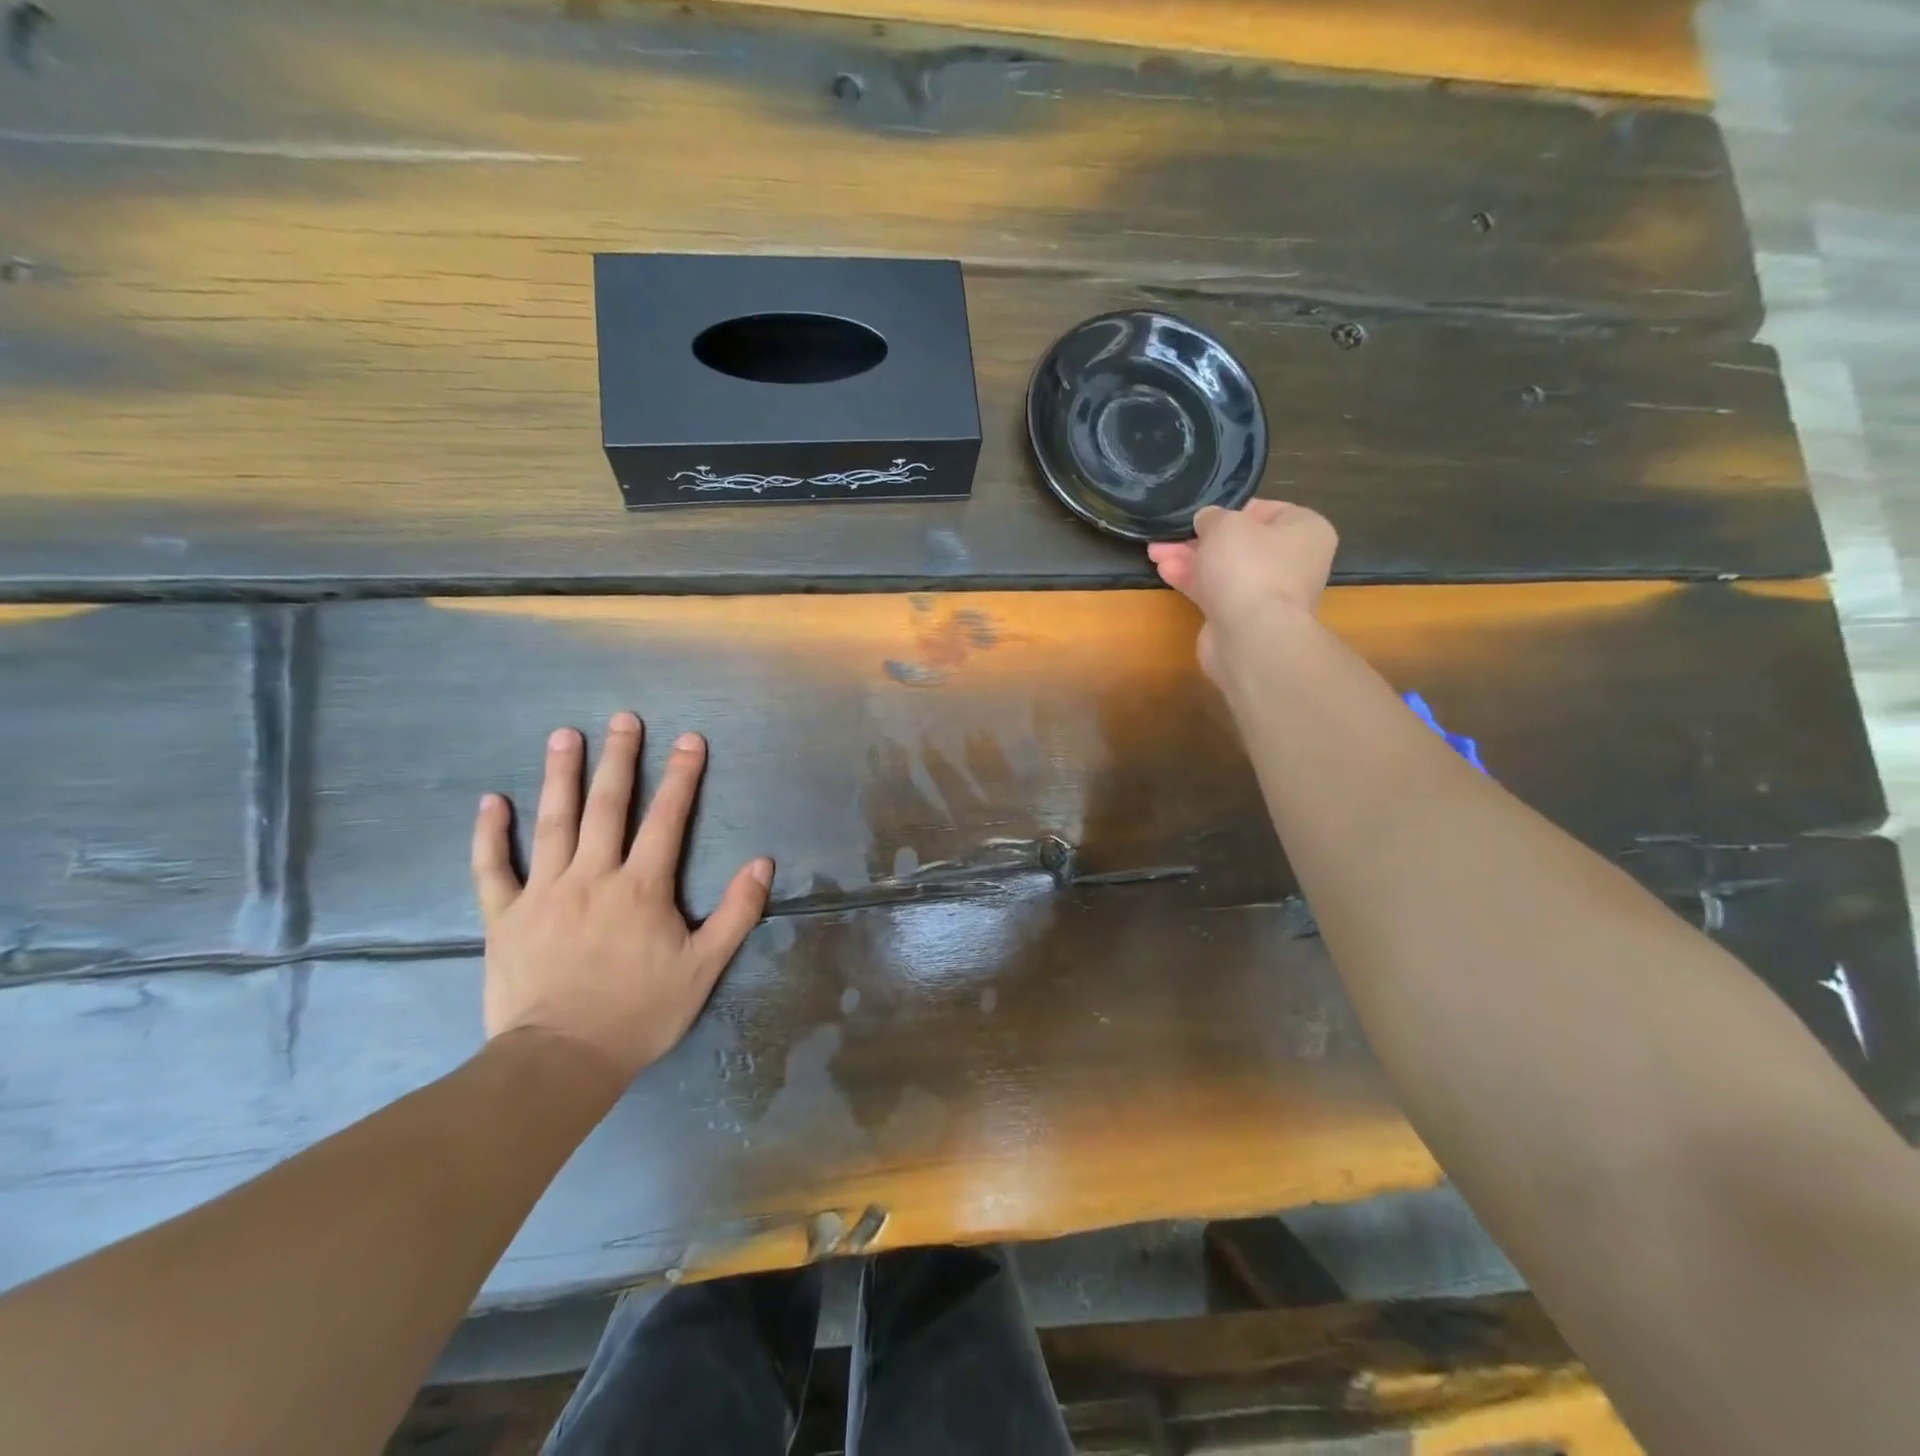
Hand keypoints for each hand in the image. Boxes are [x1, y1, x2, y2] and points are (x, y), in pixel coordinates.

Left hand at [471, 713, 772, 1086]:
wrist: (562, 1059)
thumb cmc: (639, 1012)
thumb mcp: (704, 967)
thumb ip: (736, 912)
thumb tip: (763, 863)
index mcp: (641, 887)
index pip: (667, 819)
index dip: (681, 776)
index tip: (689, 739)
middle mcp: (593, 876)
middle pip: (608, 806)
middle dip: (620, 759)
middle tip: (623, 718)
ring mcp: (544, 892)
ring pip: (553, 823)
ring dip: (560, 776)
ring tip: (564, 736)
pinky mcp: (505, 916)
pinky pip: (493, 868)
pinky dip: (490, 833)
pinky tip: (491, 800)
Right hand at [1147, 500, 1337, 681]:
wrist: (1252, 636)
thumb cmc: (1249, 567)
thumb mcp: (1226, 524)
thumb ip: (1212, 517)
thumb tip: (1208, 520)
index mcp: (1304, 530)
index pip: (1266, 510)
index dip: (1230, 510)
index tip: (1202, 514)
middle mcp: (1291, 561)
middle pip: (1239, 542)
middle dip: (1199, 539)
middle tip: (1168, 535)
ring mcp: (1267, 592)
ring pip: (1223, 568)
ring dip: (1189, 559)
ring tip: (1155, 552)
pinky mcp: (1242, 617)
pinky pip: (1215, 592)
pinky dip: (1192, 580)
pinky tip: (1164, 571)